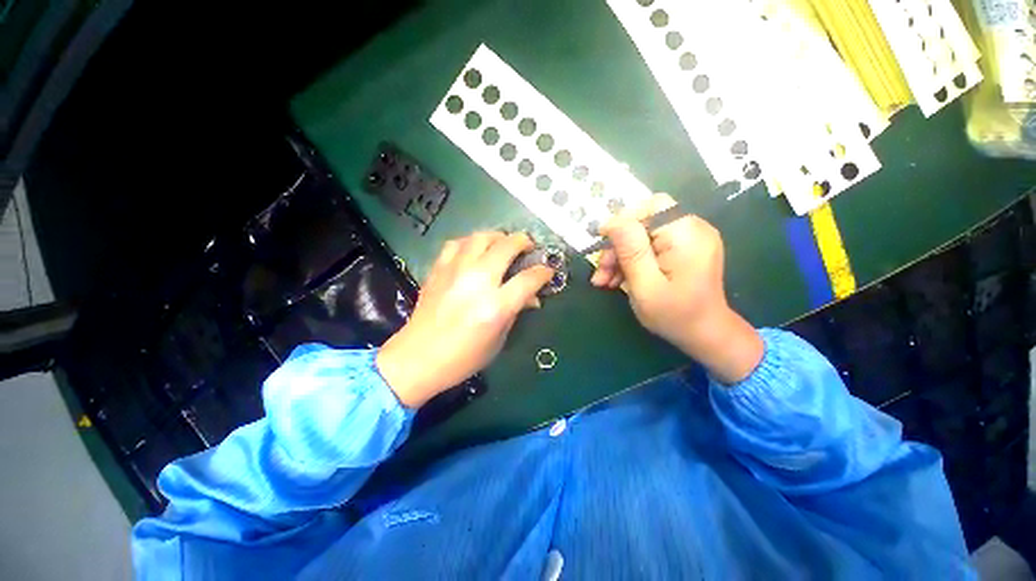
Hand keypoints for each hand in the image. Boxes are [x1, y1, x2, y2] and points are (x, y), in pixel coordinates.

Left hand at [377, 232, 553, 407]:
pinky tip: (475, 251)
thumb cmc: (463, 357)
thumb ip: (516, 312)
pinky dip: (471, 242)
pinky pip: (457, 243)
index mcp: (495, 306)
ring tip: (503, 245)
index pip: (528, 279)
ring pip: (482, 237)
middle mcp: (477, 282)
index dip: (543, 272)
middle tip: (528, 247)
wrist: (418, 358)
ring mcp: (455, 272)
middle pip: (507, 246)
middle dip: (524, 242)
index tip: (547, 271)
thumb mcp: (498, 340)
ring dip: (498, 237)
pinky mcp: (438, 269)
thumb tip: (532, 297)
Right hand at [590, 194, 763, 383]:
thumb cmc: (675, 316)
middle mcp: (692, 229)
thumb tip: (612, 221)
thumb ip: (631, 251)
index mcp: (687, 235)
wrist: (705, 335)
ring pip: (642, 235)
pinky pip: (649, 245)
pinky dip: (631, 260)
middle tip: (601, 272)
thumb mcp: (646, 287)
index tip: (600, 243)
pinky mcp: (682, 248)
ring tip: (604, 281)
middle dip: (617, 246)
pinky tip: (618, 279)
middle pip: (643, 222)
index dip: (622, 220)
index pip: (651, 207)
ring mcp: (688, 239)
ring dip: (619, 256)